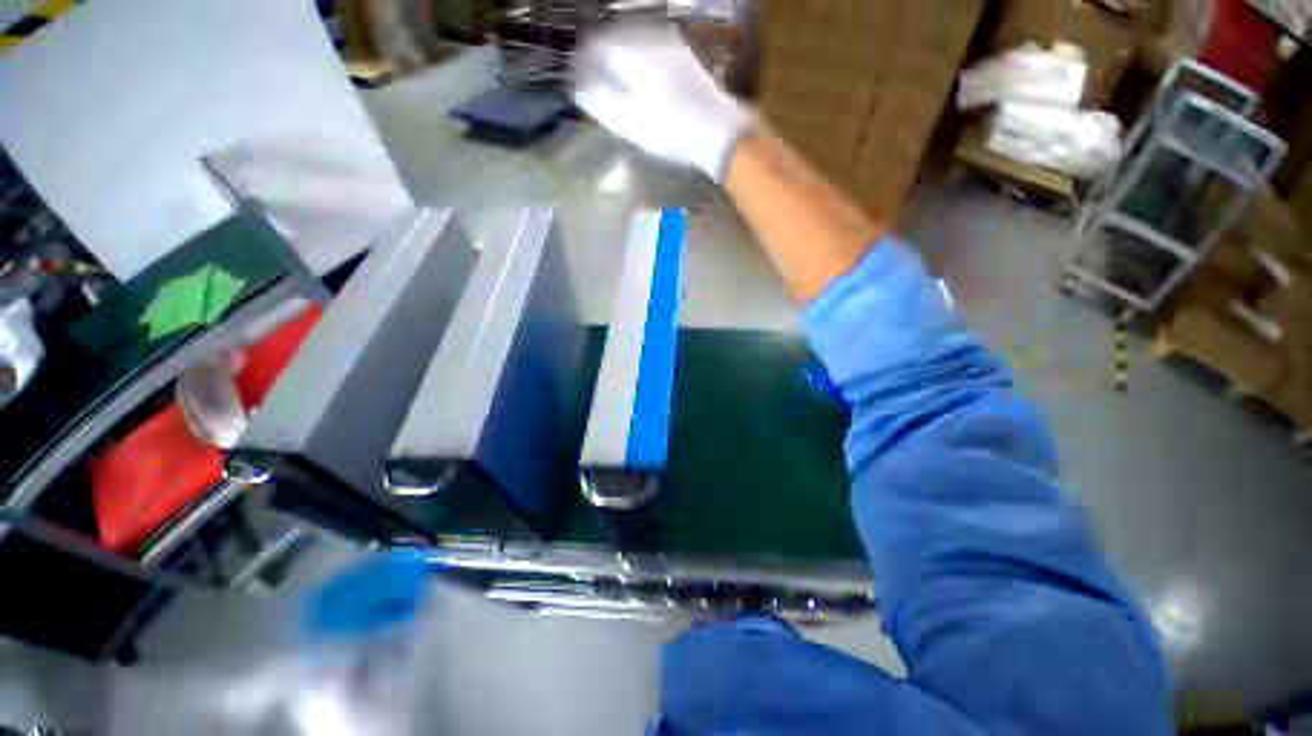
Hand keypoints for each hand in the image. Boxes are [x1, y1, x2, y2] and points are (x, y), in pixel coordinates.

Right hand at [573, 24, 750, 181]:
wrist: (718, 131)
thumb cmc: (673, 131)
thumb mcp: (632, 124)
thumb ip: (603, 104)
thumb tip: (582, 91)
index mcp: (633, 54)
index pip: (596, 45)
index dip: (583, 61)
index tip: (578, 78)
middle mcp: (650, 39)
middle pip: (614, 39)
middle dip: (601, 59)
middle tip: (595, 83)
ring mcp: (669, 44)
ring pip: (633, 42)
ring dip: (620, 59)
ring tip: (617, 85)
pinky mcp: (683, 55)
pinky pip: (651, 48)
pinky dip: (639, 61)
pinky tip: (641, 83)